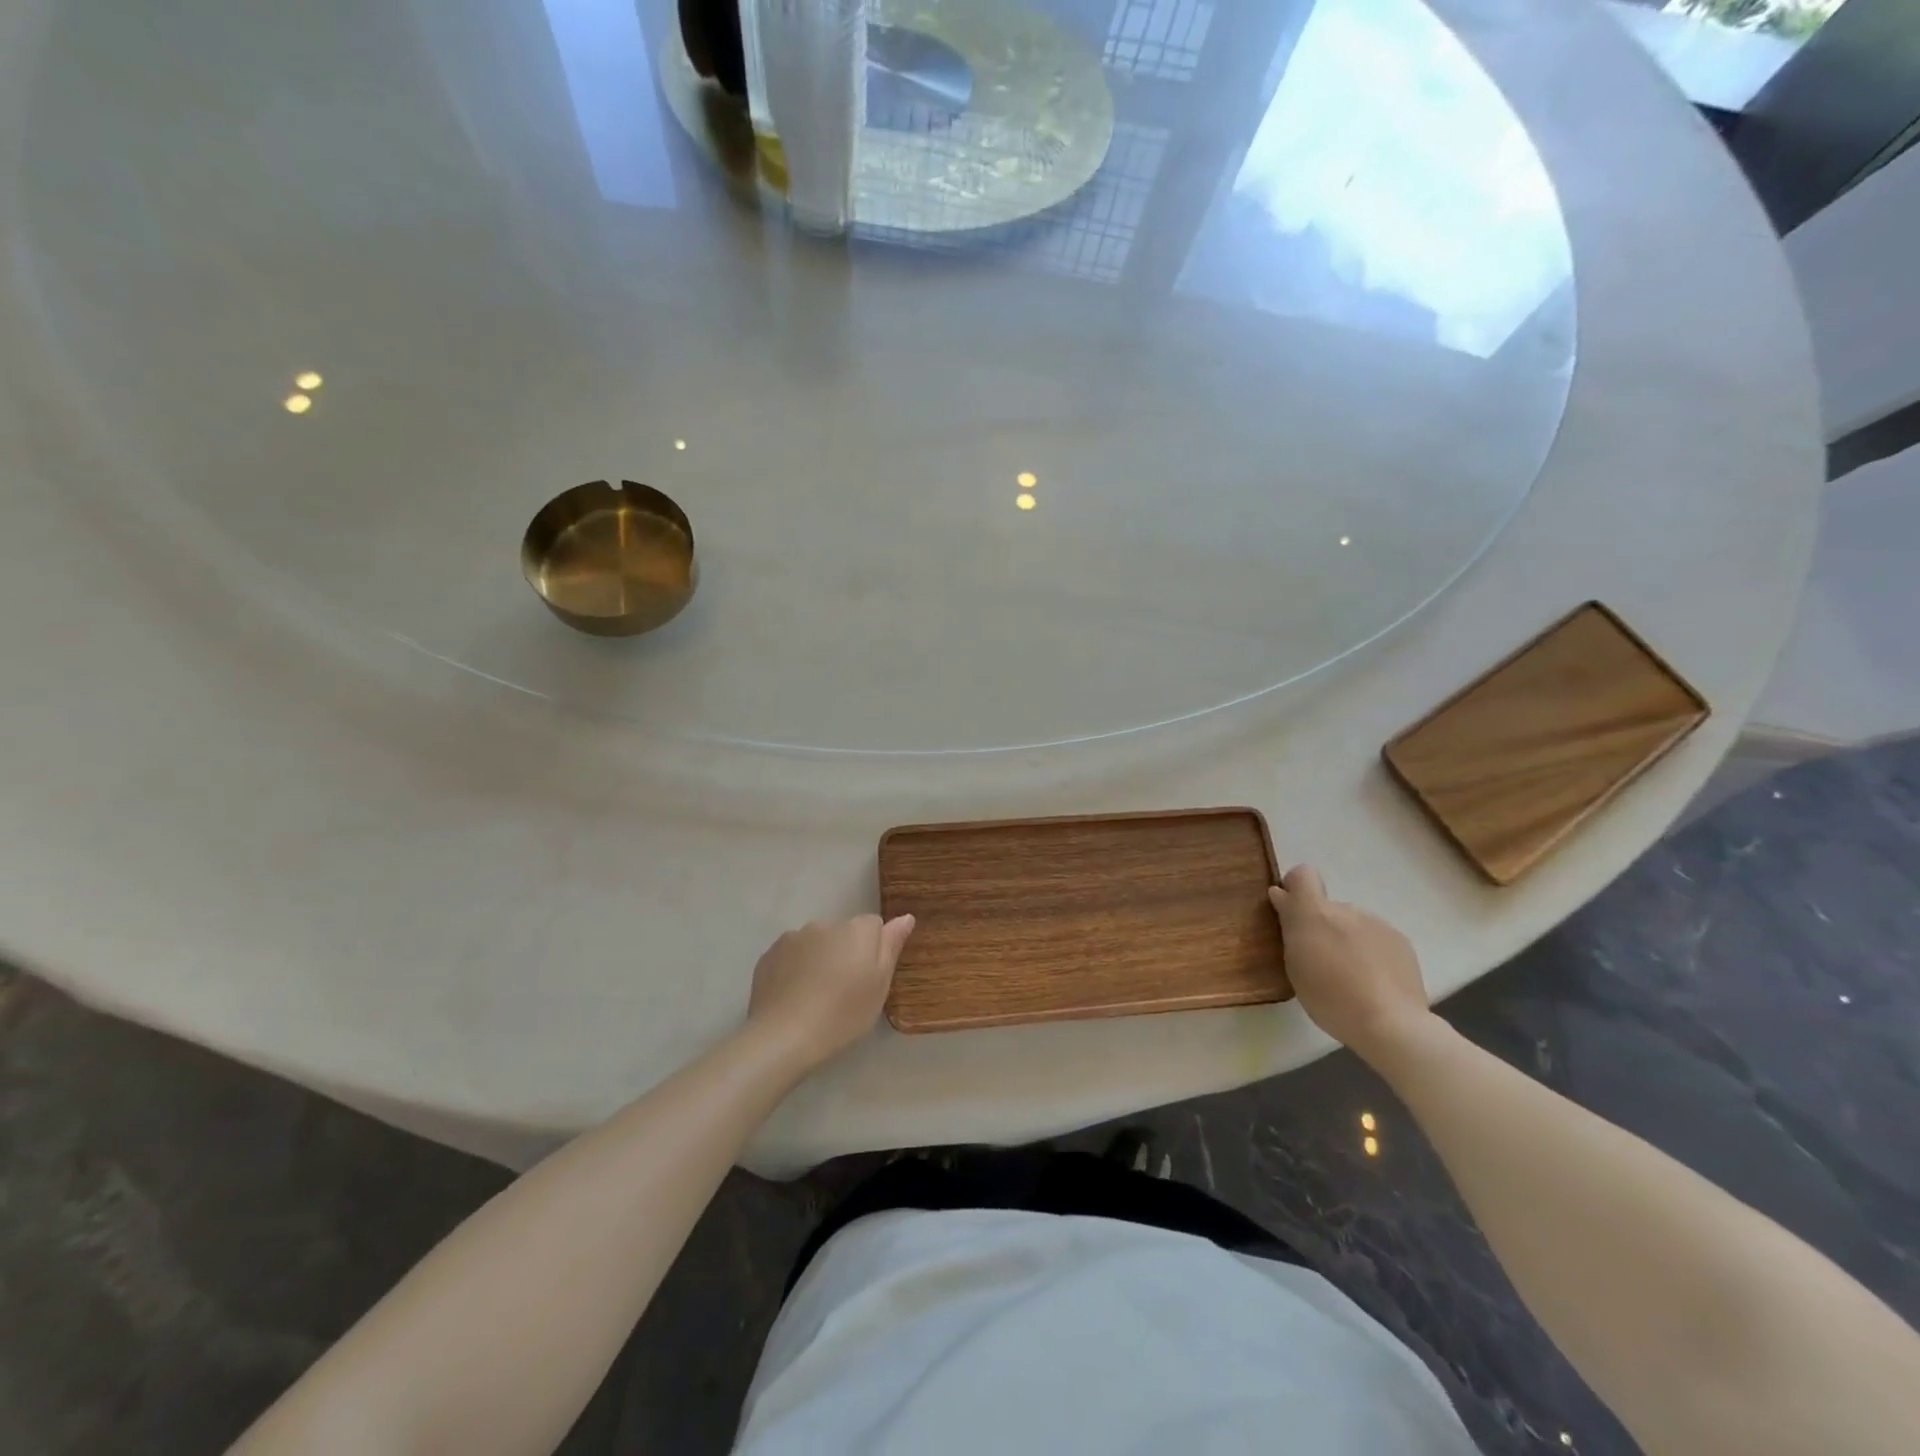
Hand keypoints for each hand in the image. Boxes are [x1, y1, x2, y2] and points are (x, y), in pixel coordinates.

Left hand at [747, 914, 915, 1073]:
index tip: (868, 977)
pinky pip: (792, 954)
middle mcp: (826, 924)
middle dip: (846, 952)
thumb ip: (891, 946)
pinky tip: (794, 995)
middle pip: (844, 932)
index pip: (874, 925)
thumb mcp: (879, 986)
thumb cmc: (842, 1014)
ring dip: (820, 958)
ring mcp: (794, 936)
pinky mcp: (770, 953)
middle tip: (843, 990)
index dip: (874, 950)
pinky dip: (795, 967)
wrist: (783, 1035)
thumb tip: (905, 917)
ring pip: (816, 942)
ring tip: (815, 995)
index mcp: (857, 930)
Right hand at [1268, 865, 1432, 1063]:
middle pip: (1327, 907)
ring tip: (1351, 976)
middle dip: (1322, 926)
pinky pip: (1375, 937)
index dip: (1295, 887)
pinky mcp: (1400, 940)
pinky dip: (1369, 952)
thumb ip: (1289, 926)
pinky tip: (1374, 981)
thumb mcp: (1295, 965)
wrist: (1391, 1024)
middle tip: (1322, 961)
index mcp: (1314, 913)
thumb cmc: (1330, 998)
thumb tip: (1281, 895)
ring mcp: (1376, 923)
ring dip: (1347, 940)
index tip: (1291, 912)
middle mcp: (1345, 909)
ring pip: (1352, 923)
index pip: (1303, 874)